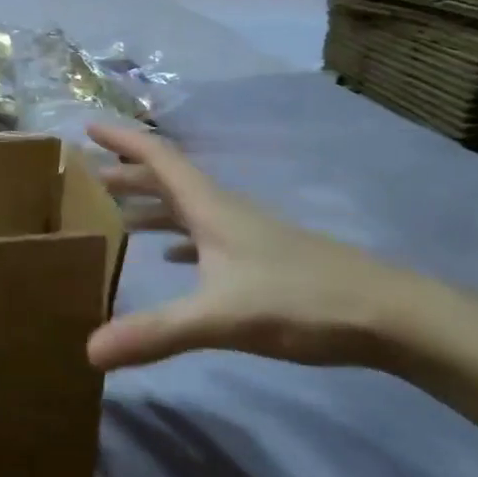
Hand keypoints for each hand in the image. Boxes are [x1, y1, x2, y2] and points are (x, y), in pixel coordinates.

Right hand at [86, 122, 450, 371]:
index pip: (158, 158)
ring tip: (115, 214)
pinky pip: (205, 236)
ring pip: (186, 208)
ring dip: (149, 205)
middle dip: (126, 174)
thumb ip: (155, 332)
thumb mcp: (219, 317)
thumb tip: (88, 351)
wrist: (390, 317)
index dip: (122, 139)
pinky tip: (168, 257)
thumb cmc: (299, 299)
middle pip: (167, 180)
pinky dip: (177, 238)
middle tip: (87, 176)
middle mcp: (224, 211)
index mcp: (209, 207)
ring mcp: (246, 235)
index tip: (87, 125)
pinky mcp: (263, 260)